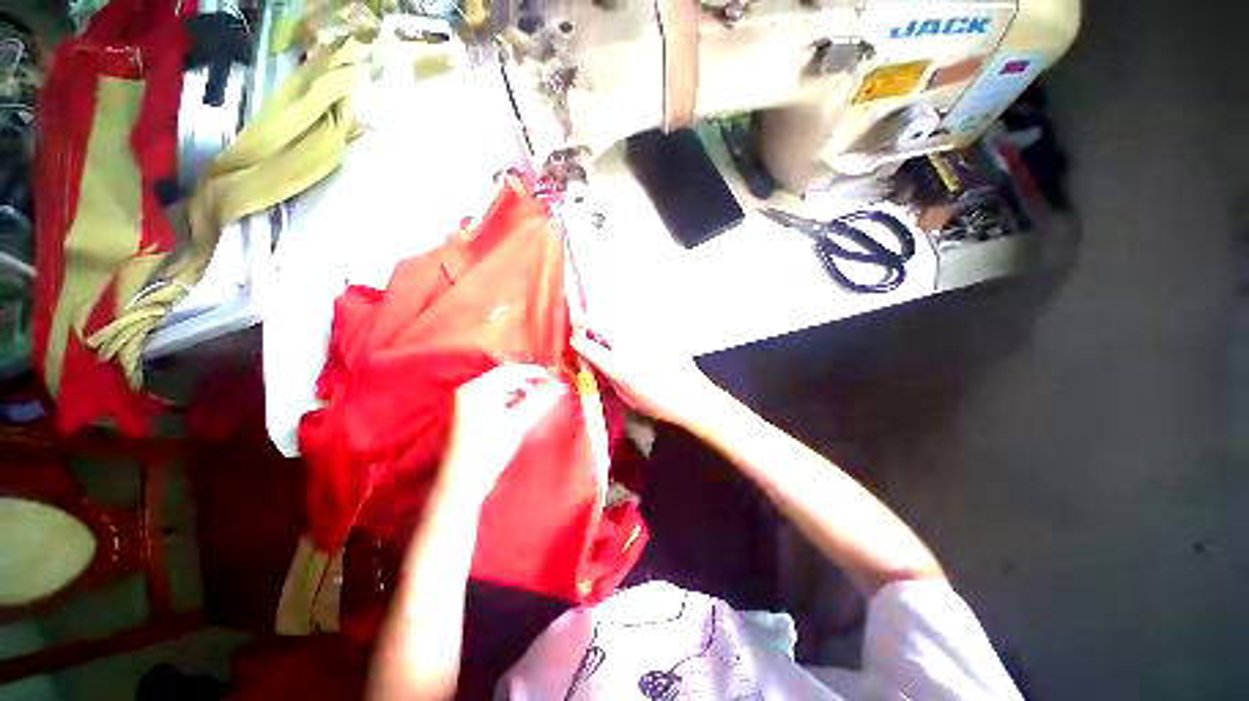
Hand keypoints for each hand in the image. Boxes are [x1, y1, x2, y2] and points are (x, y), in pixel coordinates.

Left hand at [440, 363, 564, 504]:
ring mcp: (468, 402)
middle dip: (527, 381)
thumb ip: (541, 400)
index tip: (553, 375)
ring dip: (520, 390)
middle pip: (504, 377)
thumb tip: (561, 385)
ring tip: (537, 399)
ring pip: (501, 388)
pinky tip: (522, 409)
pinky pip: (495, 398)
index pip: (510, 370)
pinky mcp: (470, 414)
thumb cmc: (489, 450)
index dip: (533, 371)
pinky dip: (511, 399)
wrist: (464, 482)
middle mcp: (469, 391)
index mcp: (477, 389)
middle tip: (548, 387)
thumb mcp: (518, 423)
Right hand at [571, 325, 719, 428]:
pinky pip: (637, 323)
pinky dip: (628, 326)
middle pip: (600, 324)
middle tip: (578, 319)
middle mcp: (628, 346)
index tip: (574, 340)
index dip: (577, 343)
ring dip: (606, 320)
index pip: (588, 348)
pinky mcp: (658, 332)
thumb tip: (597, 364)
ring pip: (618, 320)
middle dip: (585, 321)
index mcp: (618, 366)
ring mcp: (644, 336)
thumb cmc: (658, 403)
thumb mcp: (626, 397)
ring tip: (601, 325)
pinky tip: (629, 333)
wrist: (691, 396)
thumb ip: (609, 378)